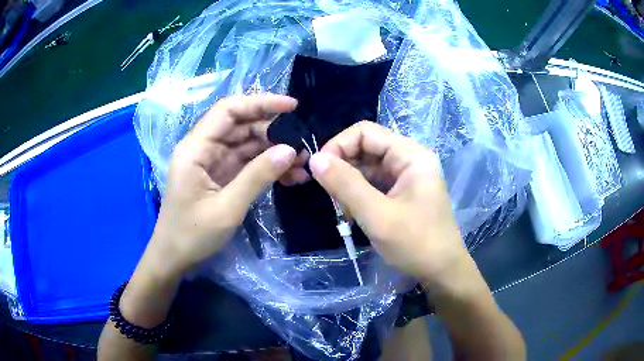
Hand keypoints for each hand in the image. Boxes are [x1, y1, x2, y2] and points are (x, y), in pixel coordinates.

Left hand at [150, 94, 301, 275]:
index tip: (292, 107)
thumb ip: (257, 176)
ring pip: (248, 146)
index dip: (260, 103)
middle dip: (273, 133)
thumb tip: (290, 150)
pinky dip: (267, 168)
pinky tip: (290, 177)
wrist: (175, 259)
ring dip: (274, 152)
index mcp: (196, 148)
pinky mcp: (221, 177)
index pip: (229, 111)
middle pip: (241, 127)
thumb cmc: (192, 235)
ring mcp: (213, 163)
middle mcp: (204, 149)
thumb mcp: (227, 208)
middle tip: (303, 147)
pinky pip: (248, 164)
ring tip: (303, 164)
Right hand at [309, 121, 469, 286]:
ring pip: (368, 168)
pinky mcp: (403, 193)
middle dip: (343, 167)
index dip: (339, 145)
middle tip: (329, 194)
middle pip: (367, 148)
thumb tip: (315, 159)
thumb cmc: (416, 244)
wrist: (442, 272)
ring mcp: (407, 177)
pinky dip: (359, 195)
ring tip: (341, 208)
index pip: (366, 132)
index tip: (319, 170)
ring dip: (350, 184)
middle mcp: (410, 160)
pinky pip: (375, 184)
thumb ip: (345, 185)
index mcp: (411, 156)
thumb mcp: (378, 215)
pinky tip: (353, 213)